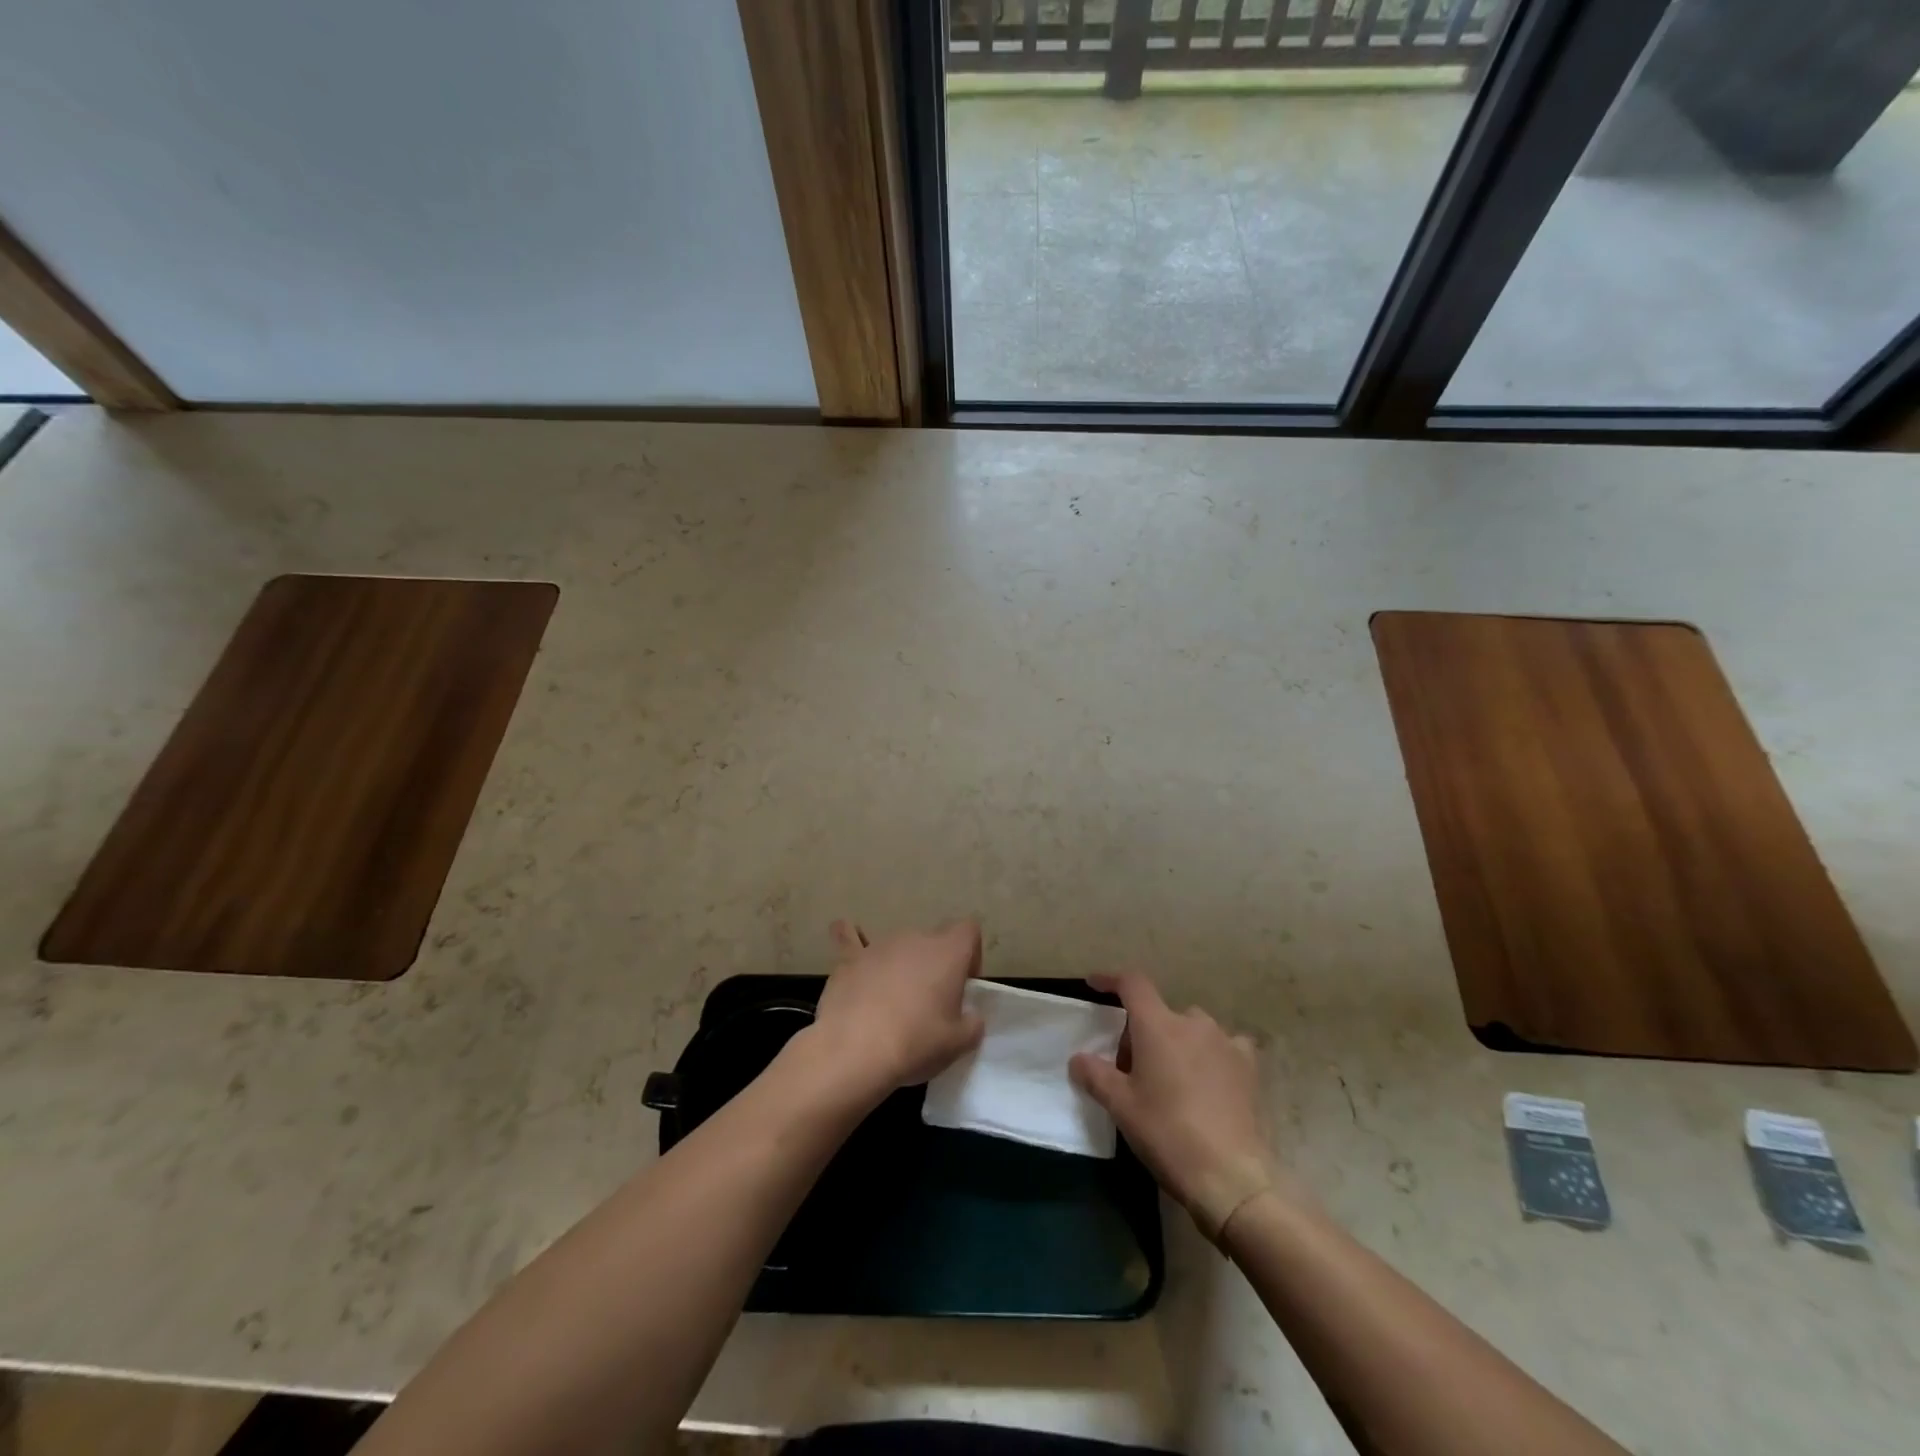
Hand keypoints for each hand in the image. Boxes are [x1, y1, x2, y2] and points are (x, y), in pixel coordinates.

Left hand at [799, 919, 985, 1104]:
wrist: (855, 1050)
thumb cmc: (916, 1043)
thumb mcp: (959, 1043)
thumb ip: (972, 1024)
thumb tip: (970, 1017)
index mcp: (948, 952)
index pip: (969, 930)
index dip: (970, 954)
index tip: (963, 985)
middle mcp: (915, 938)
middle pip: (932, 941)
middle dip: (934, 965)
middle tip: (930, 1003)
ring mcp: (880, 945)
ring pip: (898, 946)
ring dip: (901, 965)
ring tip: (892, 1000)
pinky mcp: (849, 959)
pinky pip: (849, 939)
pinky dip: (850, 940)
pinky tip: (843, 936)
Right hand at [1069, 973, 1284, 1240]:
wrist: (1230, 1176)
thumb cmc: (1167, 1133)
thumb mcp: (1121, 1106)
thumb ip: (1095, 1075)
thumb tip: (1078, 1059)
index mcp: (1157, 1025)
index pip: (1132, 984)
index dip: (1111, 980)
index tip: (1094, 985)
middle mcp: (1192, 1022)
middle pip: (1160, 1013)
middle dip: (1143, 1031)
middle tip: (1132, 1069)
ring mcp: (1225, 1042)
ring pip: (1192, 1028)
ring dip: (1178, 1041)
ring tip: (1172, 1076)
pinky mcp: (1249, 1066)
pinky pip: (1226, 1046)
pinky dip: (1212, 1053)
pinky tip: (1211, 1077)